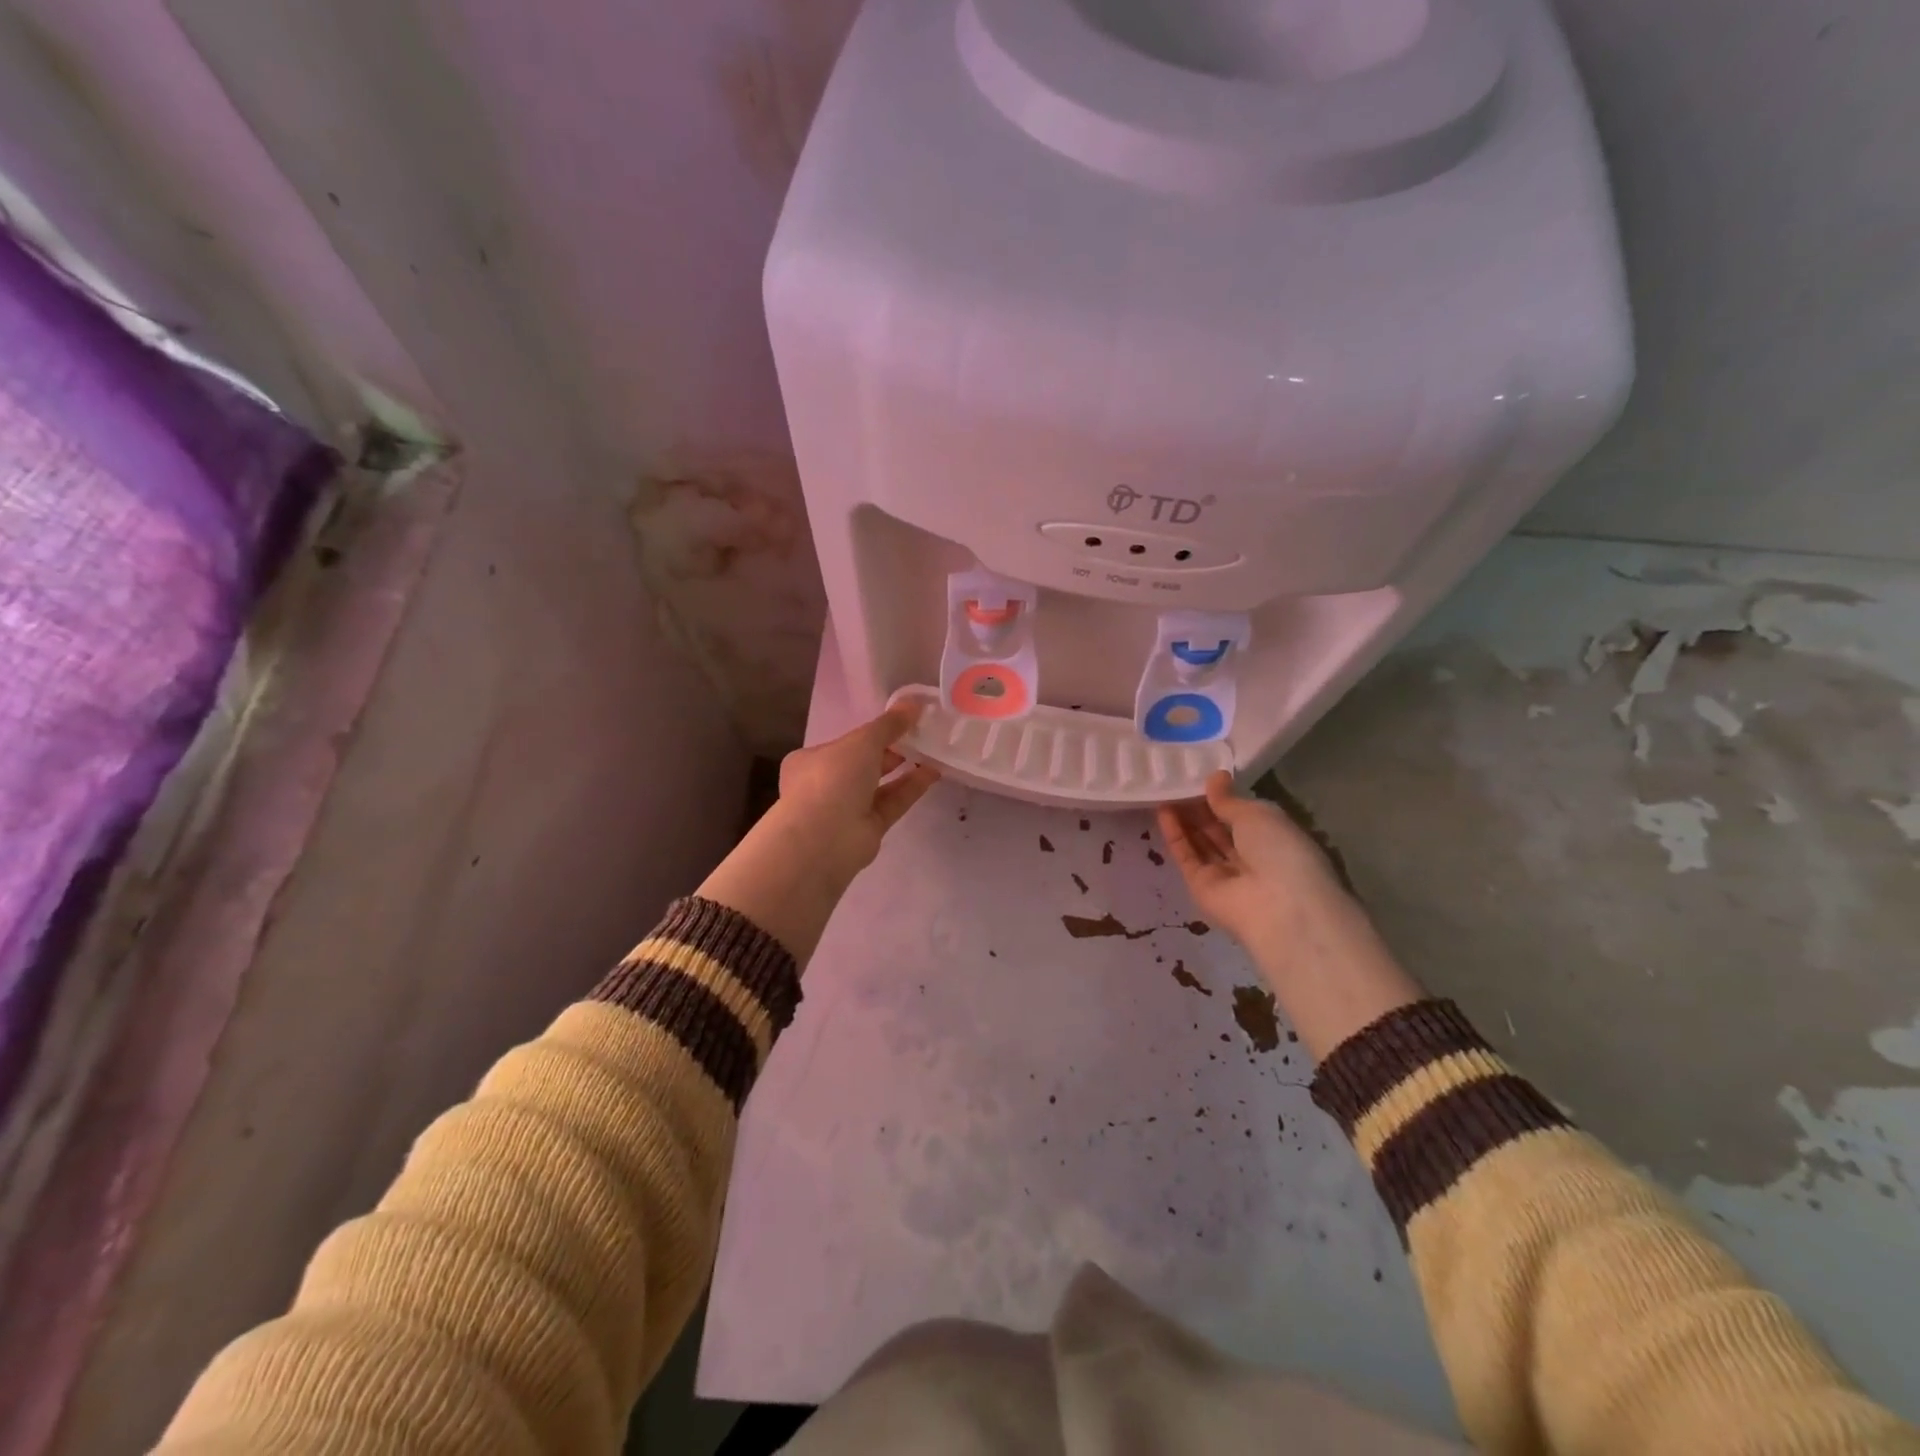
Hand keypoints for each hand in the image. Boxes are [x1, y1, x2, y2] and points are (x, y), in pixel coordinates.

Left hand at [697, 706, 938, 967]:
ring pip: (880, 785)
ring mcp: (846, 809)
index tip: (900, 723)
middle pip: (863, 764)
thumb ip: (889, 724)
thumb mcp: (863, 741)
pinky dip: (910, 788)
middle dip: (891, 751)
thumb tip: (914, 703)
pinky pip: (892, 803)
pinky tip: (933, 773)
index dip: (871, 733)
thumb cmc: (833, 778)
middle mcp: (825, 784)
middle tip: (921, 736)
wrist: (825, 838)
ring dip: (905, 769)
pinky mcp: (867, 829)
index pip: (844, 743)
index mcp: (811, 760)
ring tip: (933, 752)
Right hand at [1157, 771, 1421, 1058]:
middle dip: (1200, 807)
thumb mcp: (1258, 814)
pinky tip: (1163, 811)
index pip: (1243, 816)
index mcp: (1274, 839)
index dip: (1223, 798)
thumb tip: (1215, 777)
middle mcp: (1251, 857)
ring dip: (1184, 818)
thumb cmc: (1280, 850)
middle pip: (1219, 829)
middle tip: (1177, 782)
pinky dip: (1175, 835)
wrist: (1277, 907)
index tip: (1201, 778)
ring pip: (1201, 842)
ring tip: (1165, 790)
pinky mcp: (1201, 886)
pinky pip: (1187, 856)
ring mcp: (1225, 874)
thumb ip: (1229, 799)